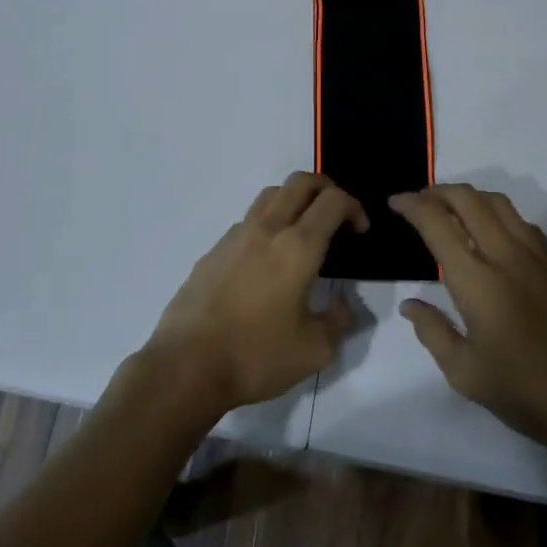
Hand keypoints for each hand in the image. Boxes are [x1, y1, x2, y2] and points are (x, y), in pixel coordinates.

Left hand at [141, 172, 365, 418]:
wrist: (186, 365)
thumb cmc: (255, 356)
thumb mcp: (314, 350)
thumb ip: (338, 321)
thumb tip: (342, 304)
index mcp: (297, 247)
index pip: (332, 201)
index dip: (354, 207)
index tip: (360, 231)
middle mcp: (267, 229)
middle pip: (300, 182)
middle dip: (326, 188)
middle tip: (338, 216)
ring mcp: (235, 236)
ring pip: (271, 195)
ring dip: (295, 200)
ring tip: (304, 232)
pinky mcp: (213, 250)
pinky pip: (248, 221)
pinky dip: (268, 224)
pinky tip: (268, 261)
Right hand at [393, 185, 546, 451]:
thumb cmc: (521, 392)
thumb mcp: (463, 372)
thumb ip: (432, 331)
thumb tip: (410, 304)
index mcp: (476, 280)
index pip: (436, 223)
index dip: (412, 205)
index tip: (396, 202)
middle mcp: (506, 255)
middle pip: (468, 199)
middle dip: (438, 191)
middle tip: (420, 200)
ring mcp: (540, 257)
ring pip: (500, 204)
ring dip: (471, 198)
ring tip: (454, 210)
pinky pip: (526, 225)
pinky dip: (501, 217)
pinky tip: (495, 236)